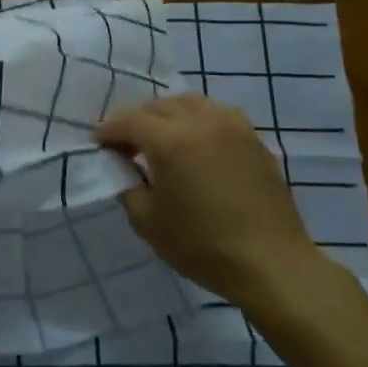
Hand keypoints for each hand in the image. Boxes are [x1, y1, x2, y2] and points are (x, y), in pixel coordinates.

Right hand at [94, 95, 326, 305]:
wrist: (270, 263)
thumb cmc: (202, 245)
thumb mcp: (147, 221)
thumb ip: (128, 186)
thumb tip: (124, 167)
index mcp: (171, 141)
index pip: (129, 121)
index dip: (108, 130)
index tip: (97, 143)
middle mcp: (202, 122)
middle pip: (158, 106)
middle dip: (136, 120)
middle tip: (125, 145)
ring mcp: (232, 127)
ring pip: (190, 103)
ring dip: (167, 115)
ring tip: (159, 138)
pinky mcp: (253, 140)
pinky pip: (217, 114)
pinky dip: (197, 119)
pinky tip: (195, 141)